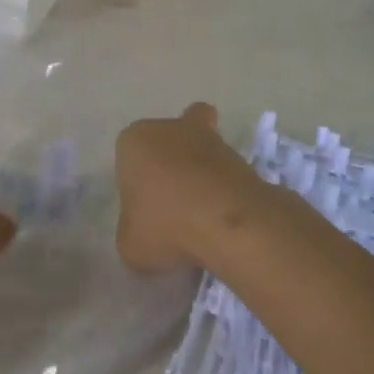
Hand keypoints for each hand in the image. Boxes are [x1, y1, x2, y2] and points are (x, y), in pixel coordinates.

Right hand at [116, 103, 270, 273]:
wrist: (230, 225)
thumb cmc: (166, 225)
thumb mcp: (130, 244)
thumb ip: (132, 231)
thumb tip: (145, 233)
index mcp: (135, 140)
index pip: (128, 155)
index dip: (135, 181)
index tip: (143, 209)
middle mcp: (172, 129)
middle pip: (169, 140)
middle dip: (171, 163)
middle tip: (172, 203)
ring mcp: (213, 141)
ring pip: (202, 152)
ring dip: (202, 176)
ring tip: (202, 219)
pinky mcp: (245, 159)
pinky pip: (227, 175)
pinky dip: (225, 192)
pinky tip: (223, 223)